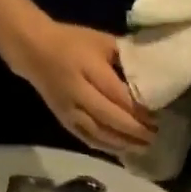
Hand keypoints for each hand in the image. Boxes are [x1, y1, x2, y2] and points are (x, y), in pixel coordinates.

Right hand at [13, 19, 156, 155]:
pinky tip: (123, 150)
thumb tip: (151, 79)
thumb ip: (125, 59)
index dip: (137, 110)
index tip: (156, 117)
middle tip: (154, 136)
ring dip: (123, 143)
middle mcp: (78, 92)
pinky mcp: (66, 122)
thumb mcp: (101, 41)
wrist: (34, 50)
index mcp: (88, 68)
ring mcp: (70, 111)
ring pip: (100, 133)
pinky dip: (108, 147)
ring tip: (143, 147)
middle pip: (110, 117)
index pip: (117, 95)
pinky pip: (89, 140)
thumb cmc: (73, 42)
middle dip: (134, 130)